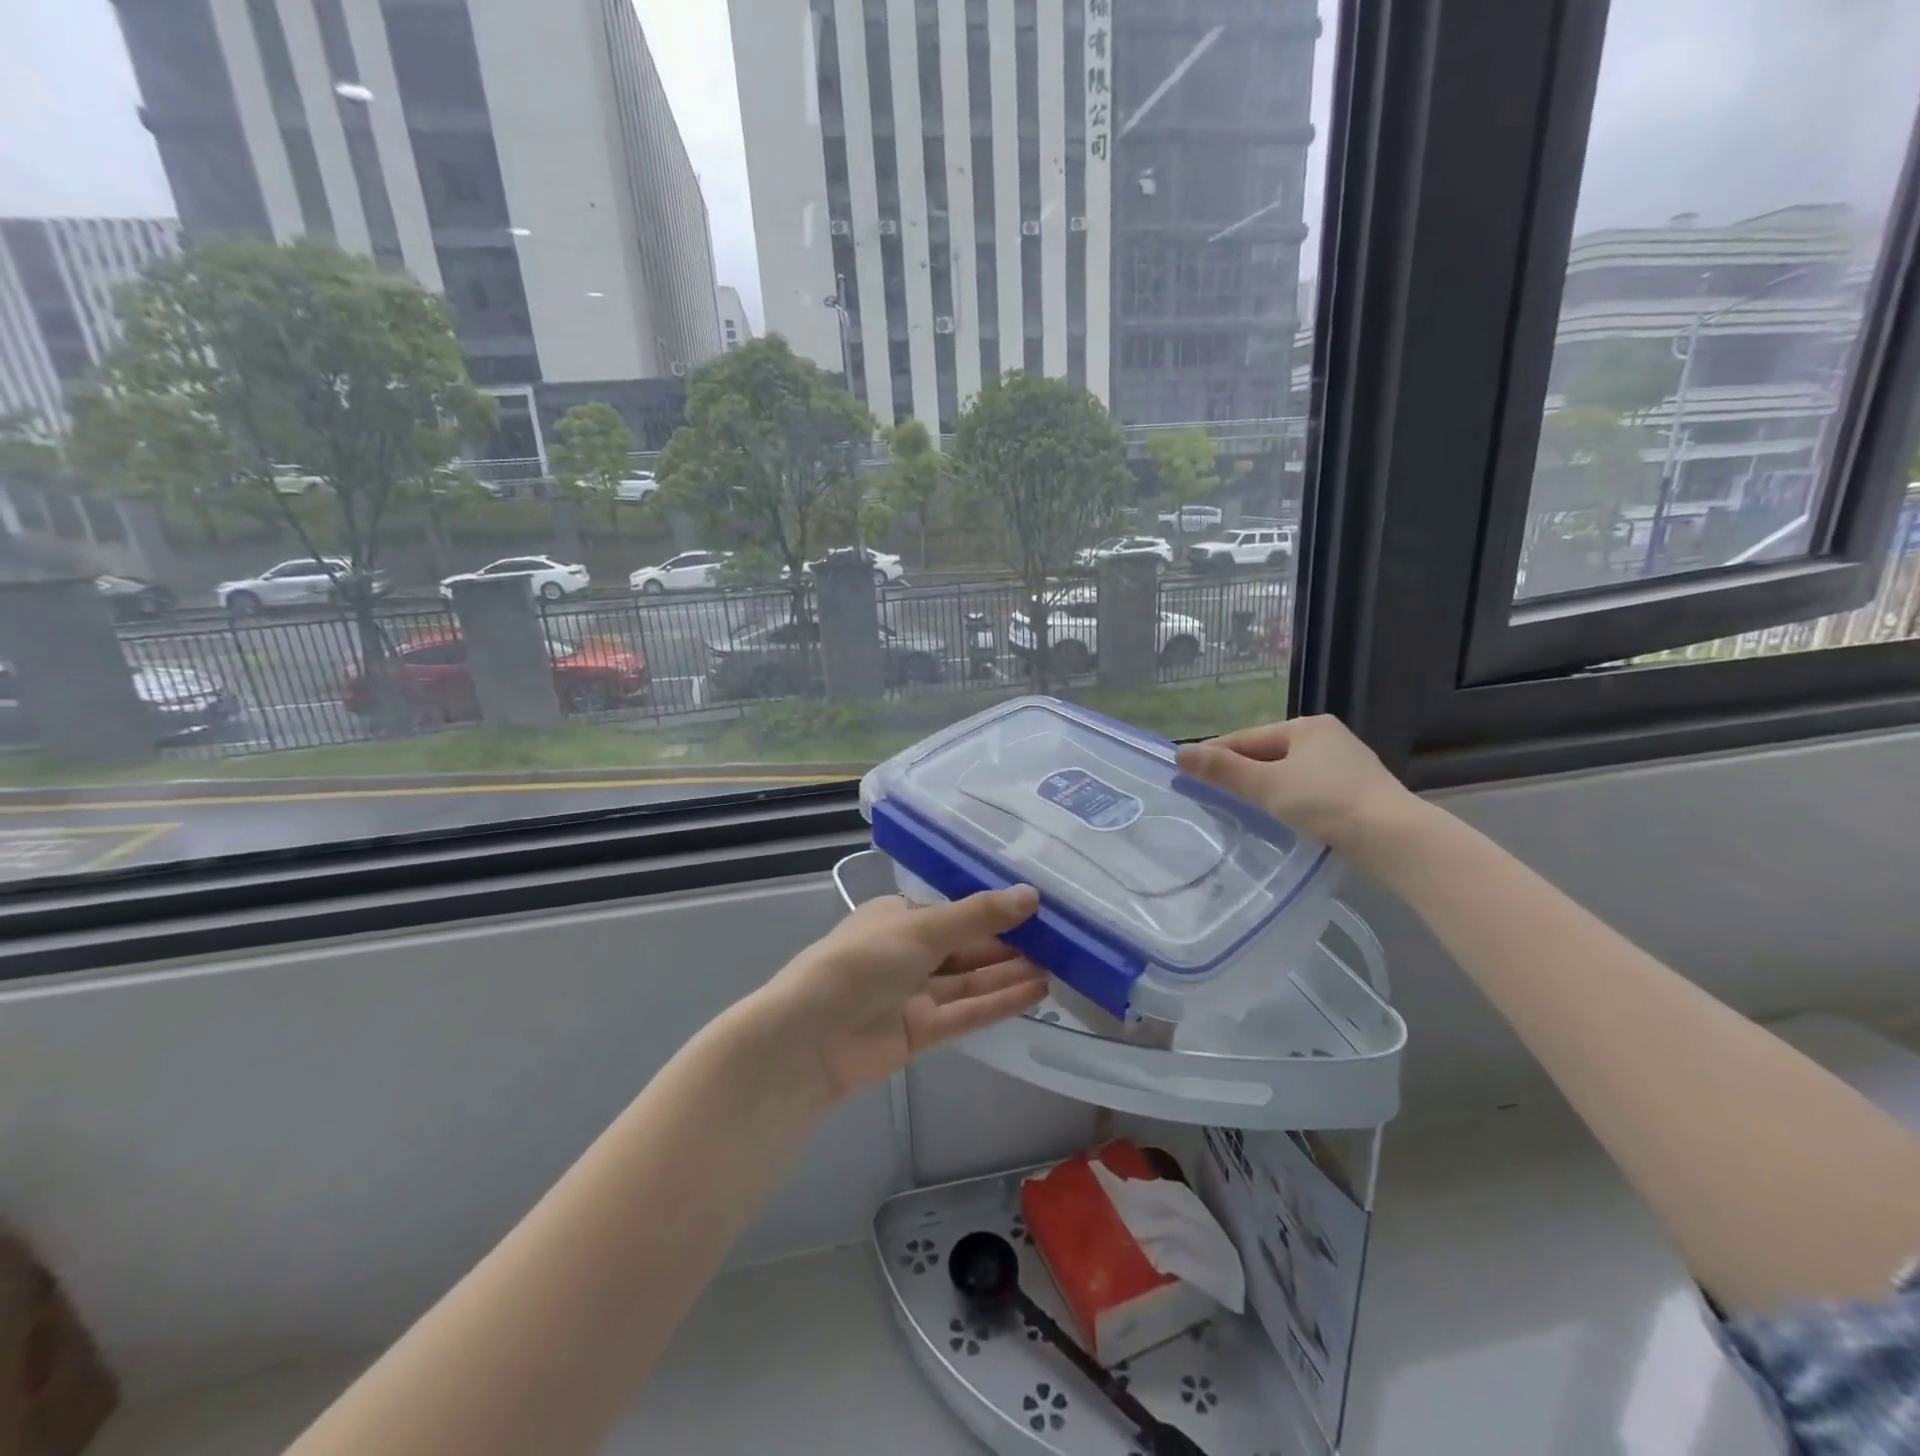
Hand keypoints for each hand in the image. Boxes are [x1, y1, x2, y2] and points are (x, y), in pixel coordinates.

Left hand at [756, 887, 1047, 1103]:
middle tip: (1060, 940)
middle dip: (1008, 943)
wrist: (812, 1036)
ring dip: (1009, 973)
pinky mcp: (920, 1032)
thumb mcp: (923, 927)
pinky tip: (1036, 992)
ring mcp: (913, 994)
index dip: (994, 910)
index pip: (954, 911)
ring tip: (1060, 965)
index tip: (1037, 909)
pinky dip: (999, 1003)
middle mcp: (907, 953)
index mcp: (898, 918)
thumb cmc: (864, 961)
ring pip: (970, 980)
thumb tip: (1032, 894)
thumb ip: (979, 915)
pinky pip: (966, 1011)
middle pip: (966, 946)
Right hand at [1175, 715, 1416, 860]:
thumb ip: (1223, 770)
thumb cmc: (1326, 803)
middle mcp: (1327, 737)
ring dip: (1262, 785)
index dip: (1215, 754)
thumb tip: (1179, 753)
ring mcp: (1346, 764)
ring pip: (1288, 771)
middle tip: (1208, 792)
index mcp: (1306, 726)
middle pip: (1268, 752)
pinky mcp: (1356, 790)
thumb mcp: (1267, 785)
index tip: (1186, 771)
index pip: (1246, 738)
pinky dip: (1287, 797)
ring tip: (1238, 805)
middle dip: (1239, 770)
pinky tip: (1278, 815)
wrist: (1394, 837)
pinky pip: (1307, 787)